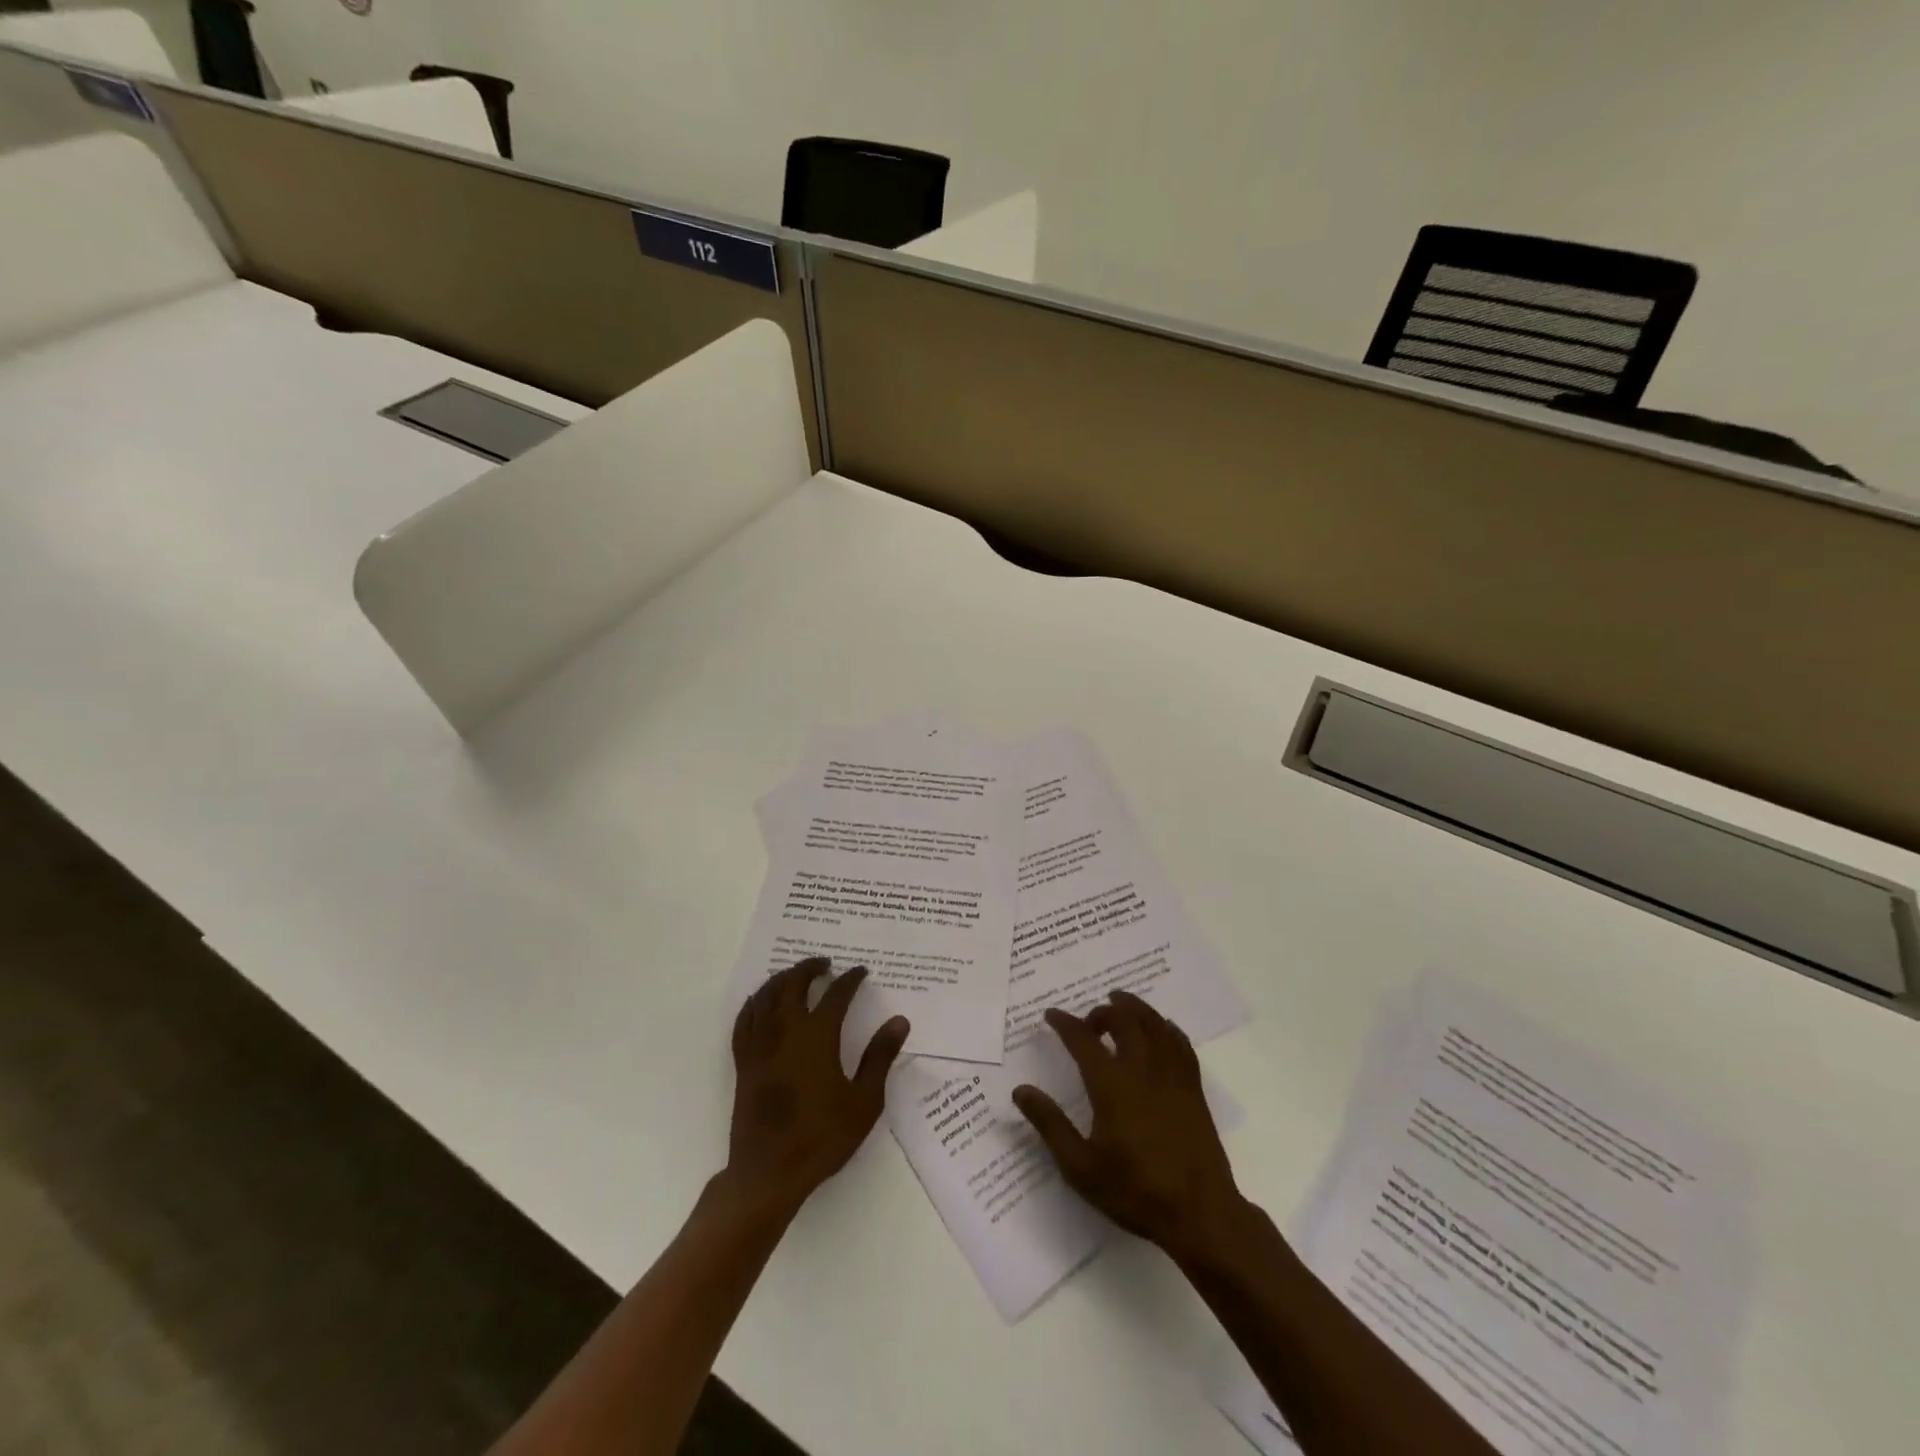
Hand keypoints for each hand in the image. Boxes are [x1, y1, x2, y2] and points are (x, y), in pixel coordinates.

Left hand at [724, 958, 909, 1218]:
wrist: (769, 1173)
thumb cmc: (822, 1137)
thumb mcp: (864, 1101)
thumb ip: (880, 1057)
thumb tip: (899, 1021)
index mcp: (817, 1037)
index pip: (836, 994)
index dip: (850, 979)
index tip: (861, 972)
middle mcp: (785, 1032)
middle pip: (793, 984)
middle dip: (809, 968)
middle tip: (825, 963)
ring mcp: (760, 1046)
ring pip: (765, 996)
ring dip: (782, 979)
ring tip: (795, 975)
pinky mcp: (744, 1062)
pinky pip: (744, 1020)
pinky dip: (754, 1003)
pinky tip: (761, 1003)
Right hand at [1013, 991, 1243, 1265]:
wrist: (1199, 1214)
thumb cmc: (1135, 1191)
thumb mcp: (1080, 1167)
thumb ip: (1049, 1124)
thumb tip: (1021, 1090)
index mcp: (1112, 1086)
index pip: (1083, 1040)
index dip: (1065, 1023)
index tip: (1051, 1015)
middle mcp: (1142, 1070)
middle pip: (1124, 1020)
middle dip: (1103, 1011)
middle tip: (1089, 1020)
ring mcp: (1172, 1076)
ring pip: (1155, 1024)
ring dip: (1136, 1008)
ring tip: (1122, 1003)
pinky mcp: (1193, 1088)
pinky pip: (1181, 1044)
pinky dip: (1167, 1028)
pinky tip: (1162, 1029)